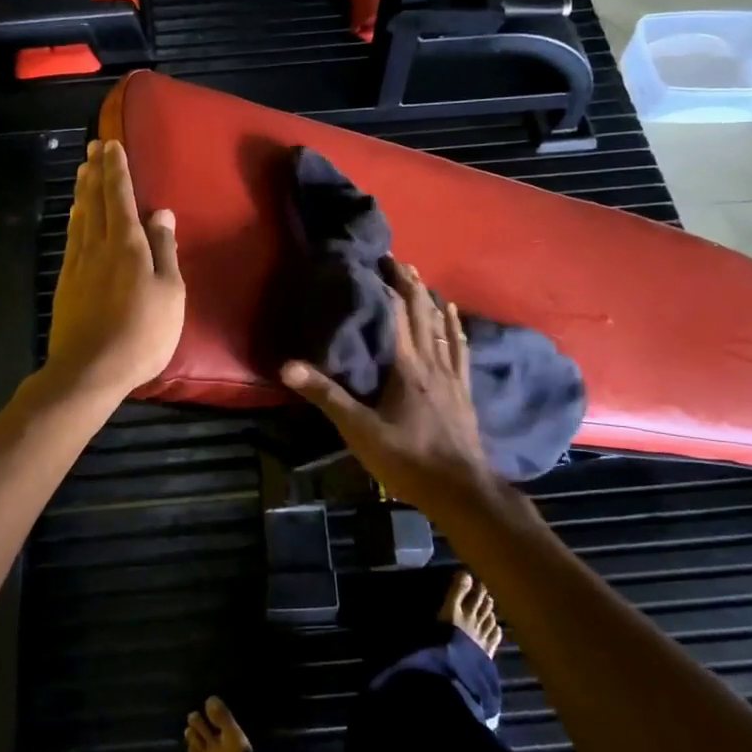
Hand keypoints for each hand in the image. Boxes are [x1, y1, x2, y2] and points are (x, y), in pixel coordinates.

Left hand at [44, 139, 185, 401]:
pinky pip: (71, 238)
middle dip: (96, 171)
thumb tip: (162, 212)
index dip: (117, 170)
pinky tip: (75, 216)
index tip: (112, 145)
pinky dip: (74, 219)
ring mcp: (78, 264)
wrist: (90, 369)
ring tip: (83, 170)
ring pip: (80, 217)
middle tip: (93, 147)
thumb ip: (165, 250)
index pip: (121, 197)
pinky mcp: (66, 282)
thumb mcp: (170, 293)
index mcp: (128, 245)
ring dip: (82, 190)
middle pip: (96, 200)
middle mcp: (99, 245)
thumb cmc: (142, 333)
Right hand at [281, 262, 496, 511]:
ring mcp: (451, 377)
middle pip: (422, 315)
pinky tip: (455, 319)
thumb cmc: (407, 458)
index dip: (388, 287)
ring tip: (423, 281)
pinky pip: (460, 350)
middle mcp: (431, 363)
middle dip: (410, 285)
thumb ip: (326, 396)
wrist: (461, 490)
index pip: (398, 316)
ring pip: (442, 328)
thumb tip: (287, 366)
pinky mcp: (464, 392)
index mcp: (406, 367)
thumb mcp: (359, 430)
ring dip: (431, 301)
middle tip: (398, 261)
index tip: (378, 263)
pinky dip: (455, 329)